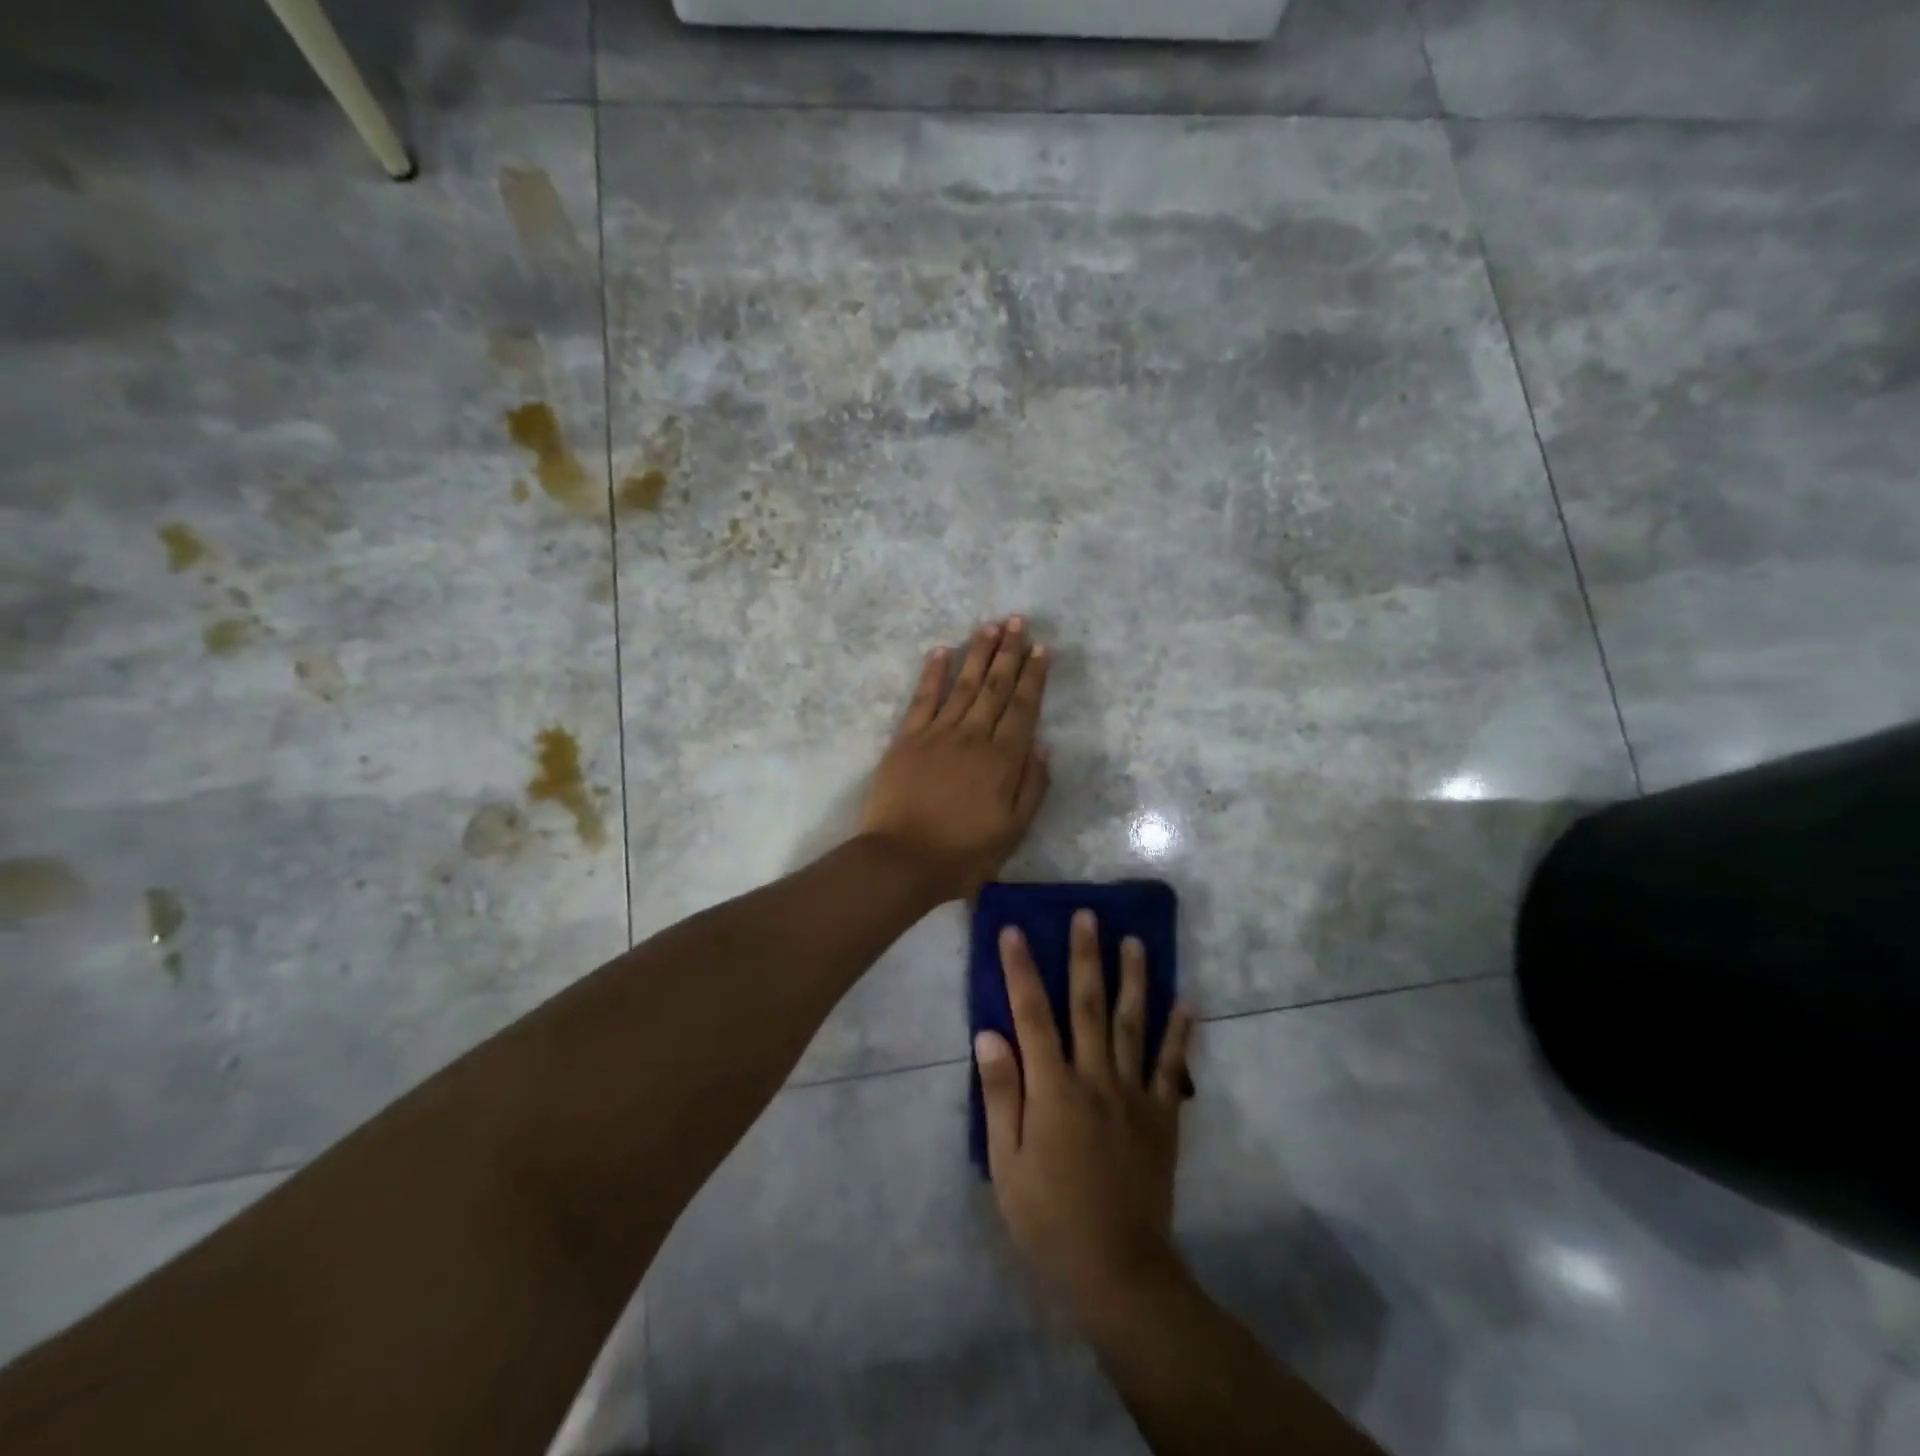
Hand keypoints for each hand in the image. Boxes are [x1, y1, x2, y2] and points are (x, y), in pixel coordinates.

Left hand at [858, 617, 1050, 902]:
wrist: (902, 861)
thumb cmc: (963, 854)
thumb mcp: (1012, 831)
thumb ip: (1031, 786)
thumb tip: (1042, 745)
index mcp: (1003, 760)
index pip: (1024, 708)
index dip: (1034, 676)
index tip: (1042, 648)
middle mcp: (973, 737)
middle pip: (995, 687)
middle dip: (1009, 652)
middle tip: (1018, 620)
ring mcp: (937, 734)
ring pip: (963, 684)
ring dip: (978, 653)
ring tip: (991, 626)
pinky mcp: (907, 739)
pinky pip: (923, 698)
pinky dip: (933, 673)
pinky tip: (941, 651)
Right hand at [976, 911, 1195, 1314]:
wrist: (1117, 1269)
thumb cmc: (1048, 1218)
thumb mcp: (1005, 1163)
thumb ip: (1000, 1094)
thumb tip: (988, 1034)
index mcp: (1053, 1088)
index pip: (1032, 1014)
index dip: (1021, 970)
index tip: (1013, 930)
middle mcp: (1095, 1078)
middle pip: (1088, 1005)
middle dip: (1085, 956)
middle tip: (1087, 915)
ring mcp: (1133, 1094)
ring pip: (1133, 1024)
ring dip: (1133, 979)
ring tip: (1134, 941)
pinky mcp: (1162, 1117)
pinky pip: (1173, 1067)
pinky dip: (1180, 1033)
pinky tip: (1187, 1002)